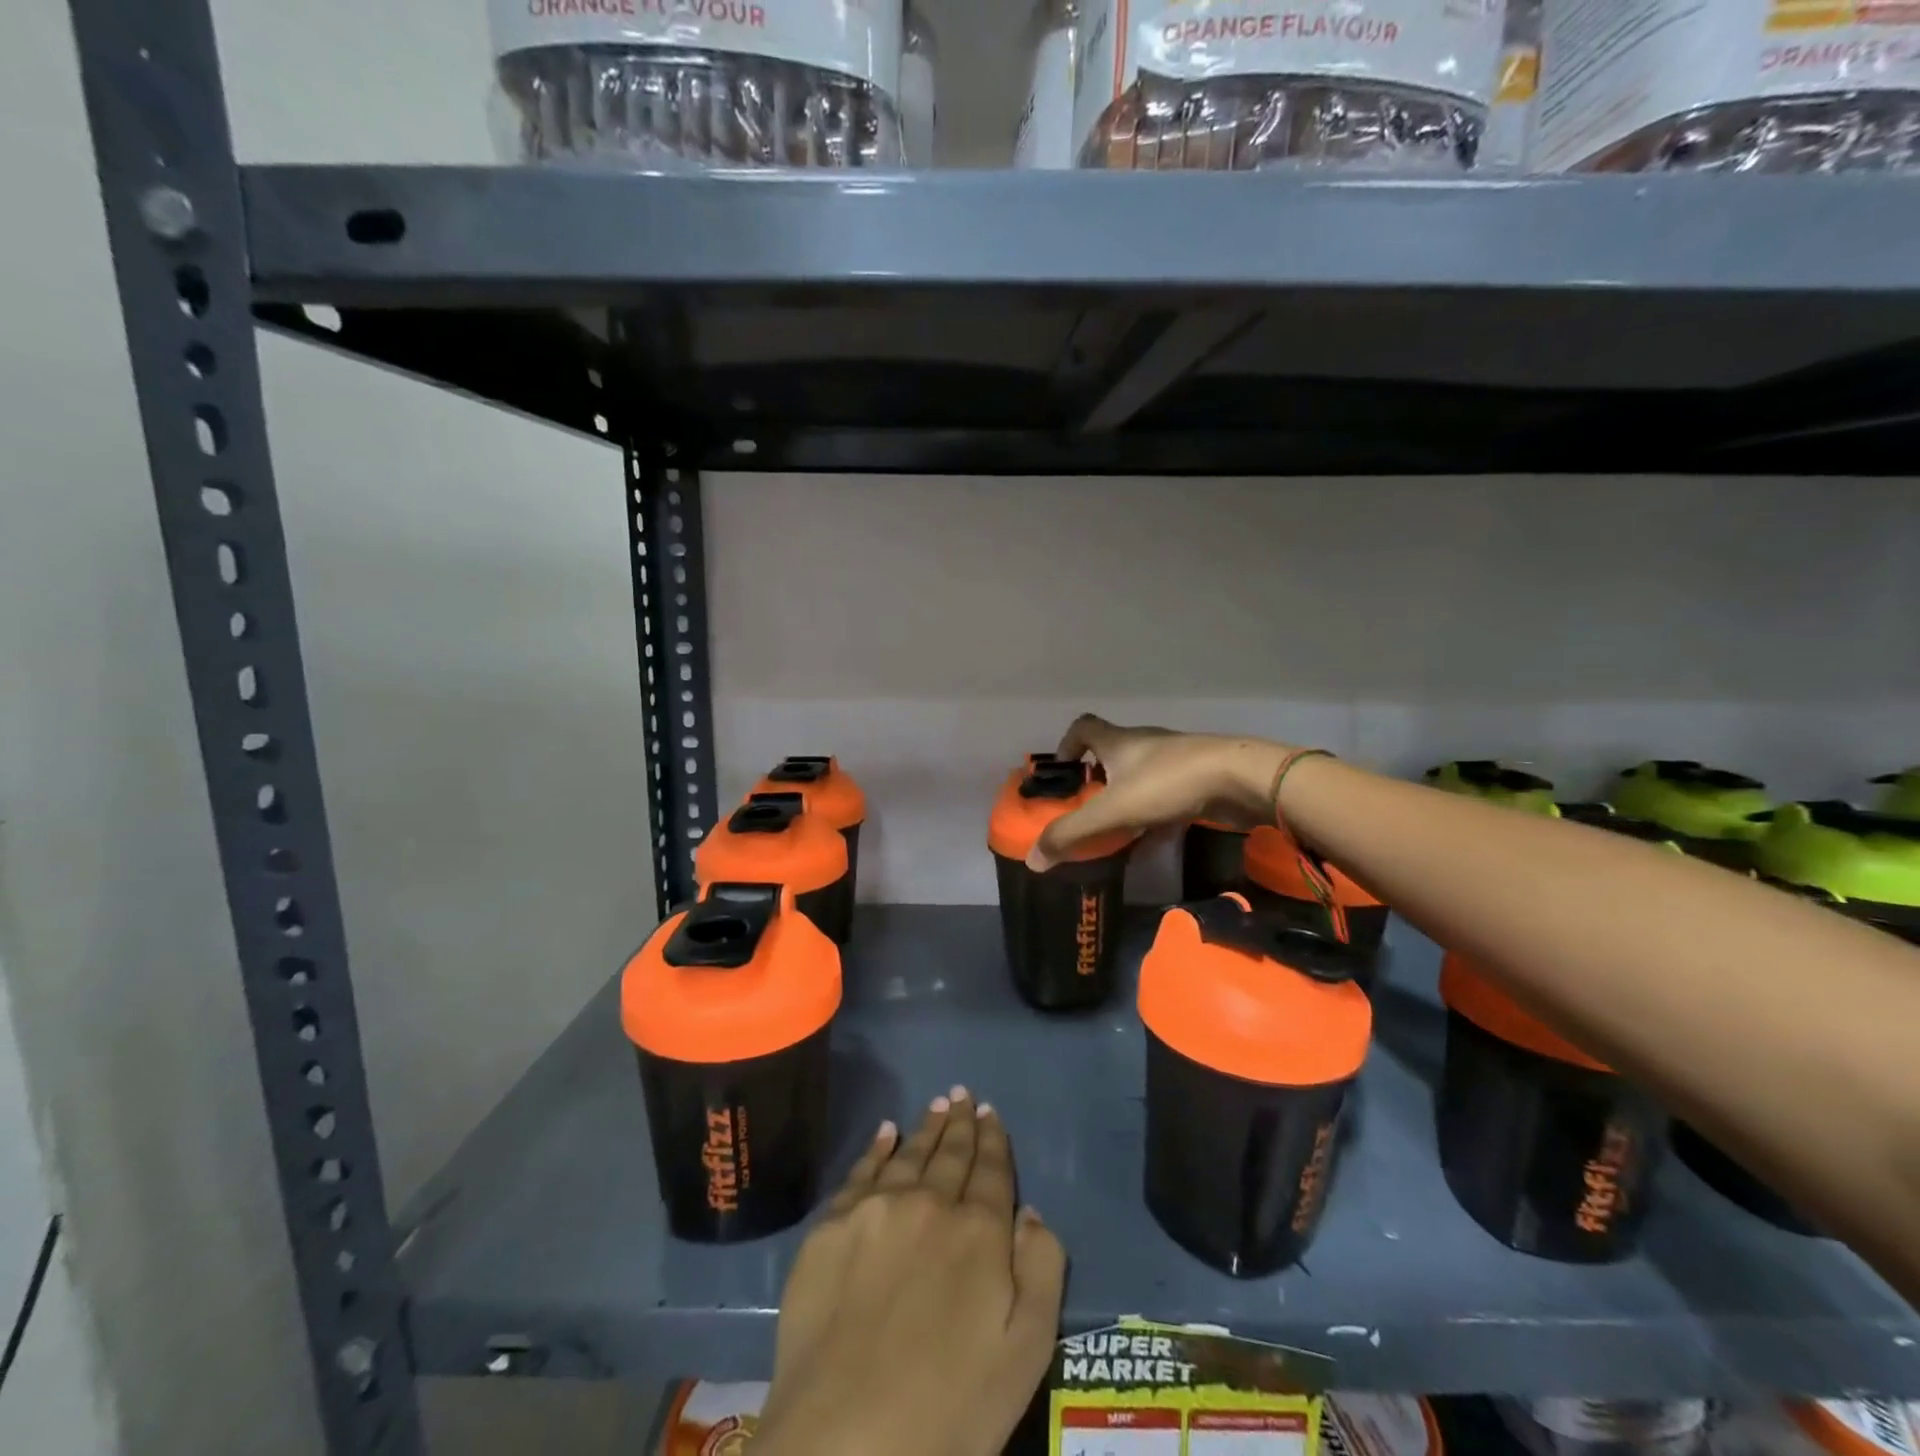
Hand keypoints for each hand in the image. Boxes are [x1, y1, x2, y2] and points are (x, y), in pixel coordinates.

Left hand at [754, 1089, 1066, 1455]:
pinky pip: (861, 1172)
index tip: (991, 1113)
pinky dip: (878, 1148)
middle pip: (950, 1154)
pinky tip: (885, 1132)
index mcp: (978, 1231)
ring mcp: (875, 1210)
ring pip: (909, 1155)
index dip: (994, 1140)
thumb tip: (1029, 1211)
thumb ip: (1040, 1271)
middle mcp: (928, 1203)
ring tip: (937, 1105)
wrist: (844, 1442)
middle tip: (964, 1094)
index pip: (991, 1171)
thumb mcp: (1025, 1353)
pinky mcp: (830, 1227)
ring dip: (926, 1128)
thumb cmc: (950, 1410)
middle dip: (961, 1124)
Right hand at [1027, 715, 1294, 870]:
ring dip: (1124, 794)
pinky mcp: (1197, 777)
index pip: (1084, 726)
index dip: (1067, 744)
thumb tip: (1033, 860)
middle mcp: (1144, 743)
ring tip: (1116, 825)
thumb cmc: (1168, 784)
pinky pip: (1165, 791)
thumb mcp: (1113, 811)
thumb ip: (1073, 834)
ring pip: (1139, 773)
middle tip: (1085, 807)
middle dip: (1095, 777)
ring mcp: (1174, 759)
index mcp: (1118, 741)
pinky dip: (1153, 810)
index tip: (1063, 770)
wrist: (1241, 779)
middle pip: (1111, 751)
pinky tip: (1153, 836)